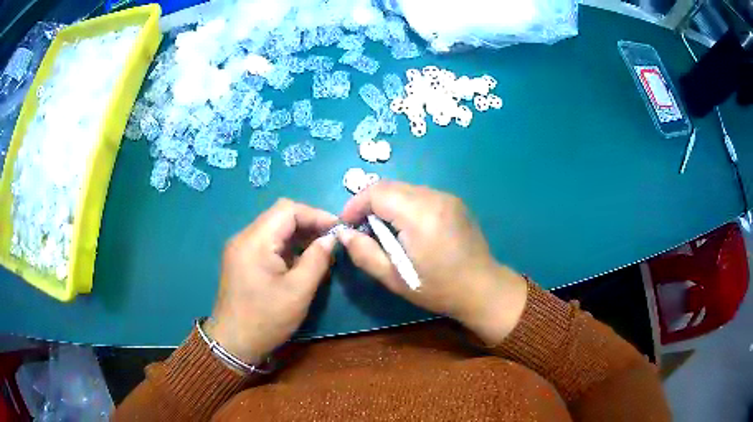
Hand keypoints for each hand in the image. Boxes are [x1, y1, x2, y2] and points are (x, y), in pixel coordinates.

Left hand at [205, 199, 337, 363]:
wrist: (233, 343)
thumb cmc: (266, 319)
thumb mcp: (298, 292)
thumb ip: (317, 260)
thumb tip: (331, 239)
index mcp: (254, 241)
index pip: (287, 210)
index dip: (315, 215)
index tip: (338, 229)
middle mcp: (244, 237)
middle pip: (279, 215)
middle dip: (308, 223)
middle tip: (331, 239)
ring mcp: (240, 248)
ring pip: (274, 228)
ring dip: (298, 234)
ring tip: (321, 248)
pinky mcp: (241, 259)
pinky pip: (267, 242)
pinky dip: (287, 245)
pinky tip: (302, 259)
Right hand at [338, 182, 527, 344]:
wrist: (483, 288)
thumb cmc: (438, 288)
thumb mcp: (395, 278)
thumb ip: (364, 253)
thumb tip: (343, 233)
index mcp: (420, 215)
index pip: (377, 193)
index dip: (355, 205)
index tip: (346, 225)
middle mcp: (435, 197)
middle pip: (390, 186)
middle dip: (369, 203)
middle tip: (361, 228)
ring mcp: (447, 197)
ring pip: (404, 189)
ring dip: (386, 204)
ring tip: (382, 230)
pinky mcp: (454, 202)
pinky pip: (420, 195)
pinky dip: (404, 205)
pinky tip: (405, 228)